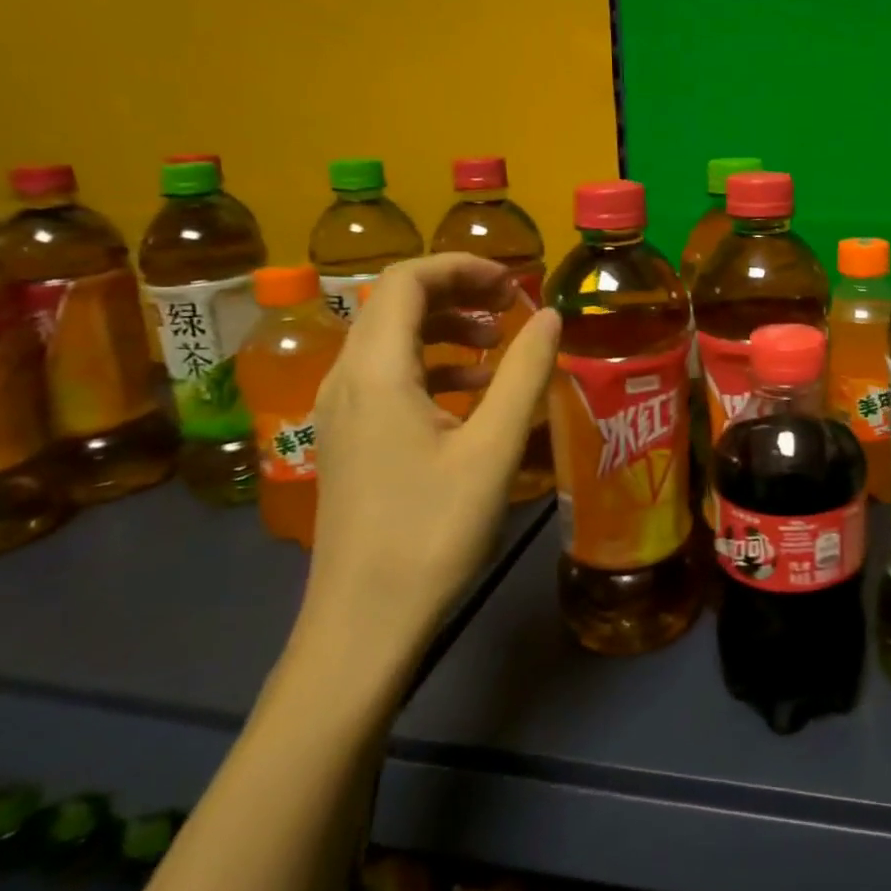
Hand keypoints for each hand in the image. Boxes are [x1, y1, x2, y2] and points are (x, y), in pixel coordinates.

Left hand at [292, 254, 560, 683]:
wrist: (363, 623)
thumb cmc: (431, 532)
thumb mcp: (493, 448)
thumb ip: (524, 373)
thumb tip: (550, 316)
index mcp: (376, 371)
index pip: (406, 281)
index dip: (461, 267)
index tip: (513, 282)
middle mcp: (346, 379)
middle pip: (394, 304)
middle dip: (457, 292)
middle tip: (511, 305)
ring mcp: (340, 411)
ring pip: (390, 340)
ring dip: (444, 327)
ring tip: (497, 344)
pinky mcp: (348, 438)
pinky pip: (387, 377)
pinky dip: (432, 366)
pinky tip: (472, 393)